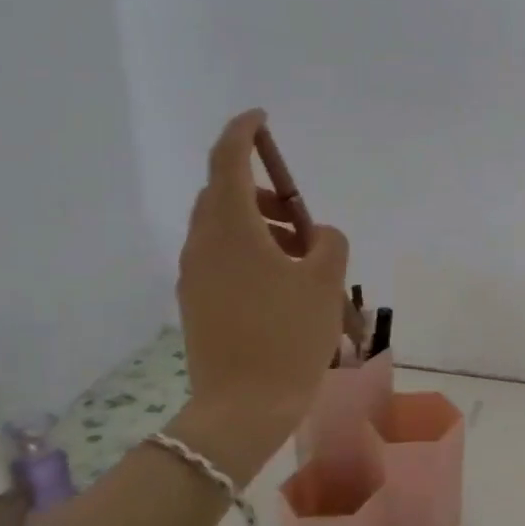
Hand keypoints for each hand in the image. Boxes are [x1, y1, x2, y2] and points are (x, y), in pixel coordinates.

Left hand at [171, 110, 348, 480]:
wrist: (243, 407)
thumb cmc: (289, 337)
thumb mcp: (325, 282)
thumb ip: (329, 242)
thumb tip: (318, 235)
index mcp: (231, 230)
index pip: (227, 160)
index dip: (242, 132)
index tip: (260, 119)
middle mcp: (203, 244)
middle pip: (223, 194)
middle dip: (261, 192)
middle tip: (301, 215)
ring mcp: (195, 275)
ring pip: (222, 228)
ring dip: (259, 225)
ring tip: (302, 256)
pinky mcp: (197, 300)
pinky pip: (221, 256)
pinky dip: (250, 251)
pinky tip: (282, 283)